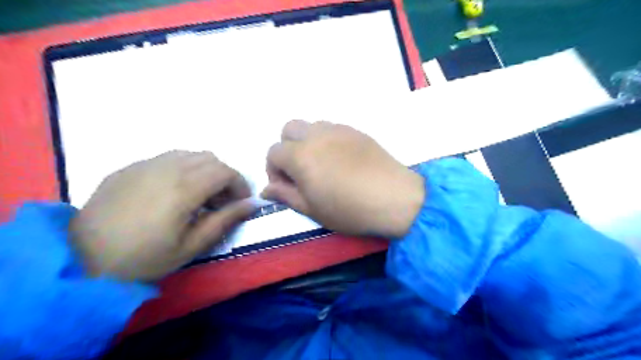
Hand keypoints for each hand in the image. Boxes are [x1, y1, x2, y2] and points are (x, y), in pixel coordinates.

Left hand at [72, 151, 254, 282]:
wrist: (81, 259)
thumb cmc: (143, 258)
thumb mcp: (191, 246)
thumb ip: (225, 220)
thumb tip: (253, 204)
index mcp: (184, 188)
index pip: (225, 171)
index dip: (240, 184)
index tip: (240, 203)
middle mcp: (167, 168)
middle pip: (211, 159)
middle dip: (224, 177)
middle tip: (221, 202)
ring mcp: (145, 164)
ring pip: (190, 154)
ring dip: (204, 170)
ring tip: (199, 195)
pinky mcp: (130, 167)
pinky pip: (167, 158)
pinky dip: (183, 168)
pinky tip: (173, 191)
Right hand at [261, 121, 424, 238]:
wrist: (394, 198)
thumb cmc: (349, 209)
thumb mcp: (312, 209)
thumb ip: (285, 195)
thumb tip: (266, 190)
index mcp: (301, 155)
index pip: (273, 152)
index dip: (274, 169)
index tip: (286, 186)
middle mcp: (316, 135)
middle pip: (288, 129)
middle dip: (286, 148)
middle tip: (300, 171)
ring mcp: (338, 130)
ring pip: (311, 125)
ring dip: (306, 141)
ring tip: (321, 164)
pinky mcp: (356, 131)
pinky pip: (332, 128)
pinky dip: (326, 139)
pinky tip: (340, 159)